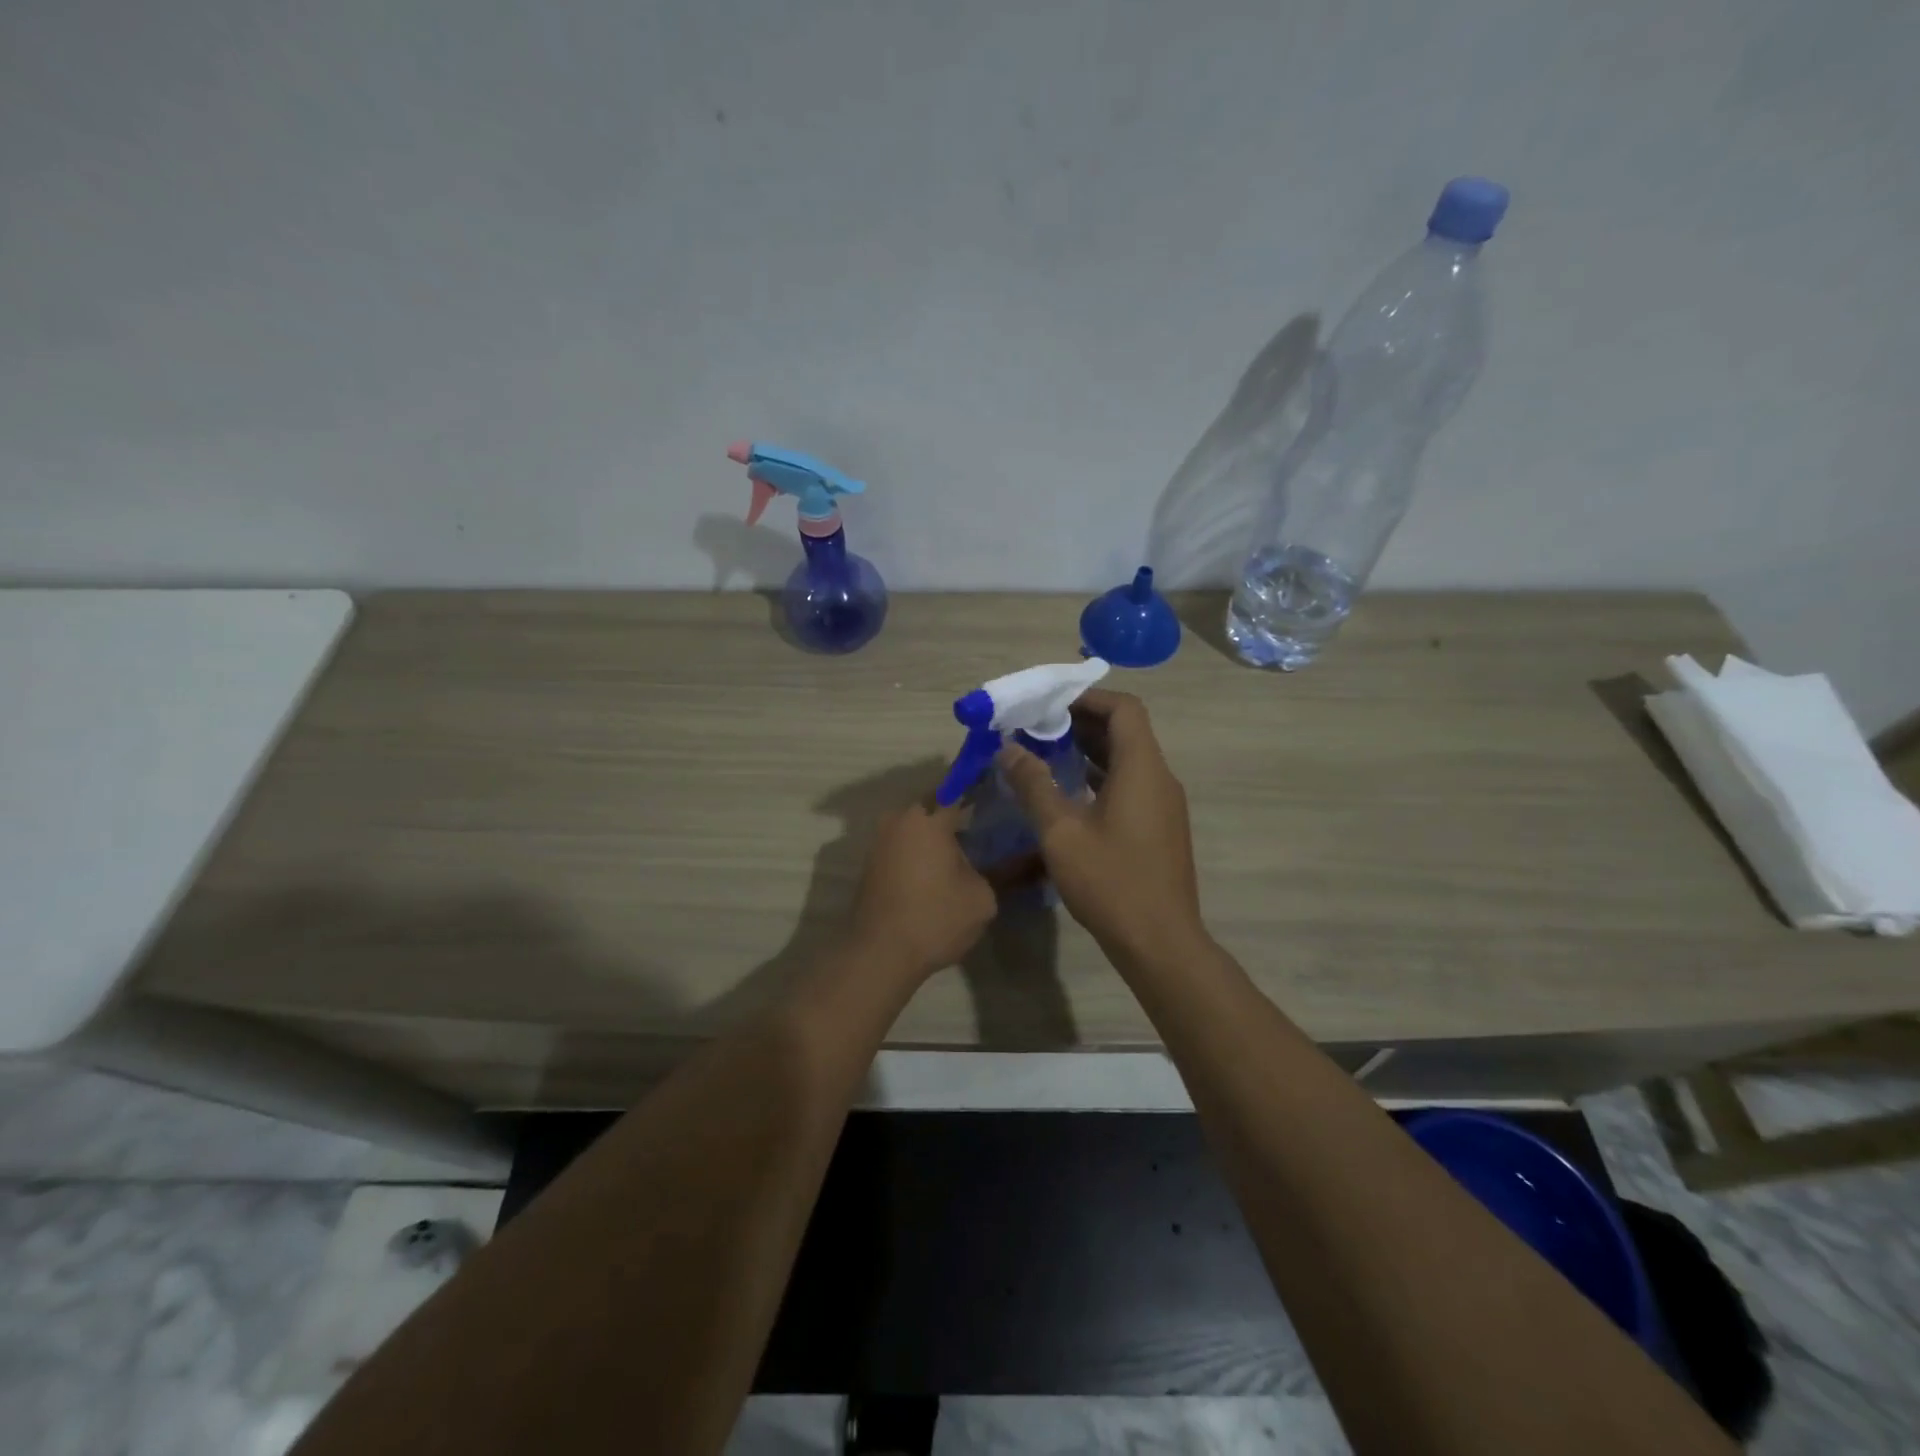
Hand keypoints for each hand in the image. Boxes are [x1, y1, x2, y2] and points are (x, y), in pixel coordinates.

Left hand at [848, 801, 995, 980]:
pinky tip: (942, 865)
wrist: (879, 954)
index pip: (959, 788)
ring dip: (938, 831)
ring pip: (917, 823)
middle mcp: (900, 819)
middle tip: (988, 821)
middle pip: (935, 803)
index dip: (981, 785)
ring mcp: (881, 840)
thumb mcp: (983, 897)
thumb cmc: (935, 918)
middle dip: (959, 809)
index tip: (1001, 790)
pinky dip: (922, 847)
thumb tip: (1029, 857)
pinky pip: (904, 842)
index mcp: (928, 818)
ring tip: (969, 845)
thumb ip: (1006, 871)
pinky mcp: (872, 862)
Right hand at [998, 689, 1204, 960]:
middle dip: (1082, 722)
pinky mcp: (1160, 827)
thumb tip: (1009, 749)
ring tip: (1046, 754)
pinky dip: (1101, 776)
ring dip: (1090, 750)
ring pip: (1128, 759)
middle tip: (1038, 727)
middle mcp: (1160, 778)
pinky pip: (1131, 784)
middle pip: (1126, 731)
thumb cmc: (1110, 881)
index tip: (1050, 703)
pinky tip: (1069, 793)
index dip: (1087, 698)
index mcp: (1142, 768)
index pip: (1124, 708)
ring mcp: (1164, 804)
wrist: (1160, 942)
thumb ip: (1034, 785)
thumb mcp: (1061, 832)